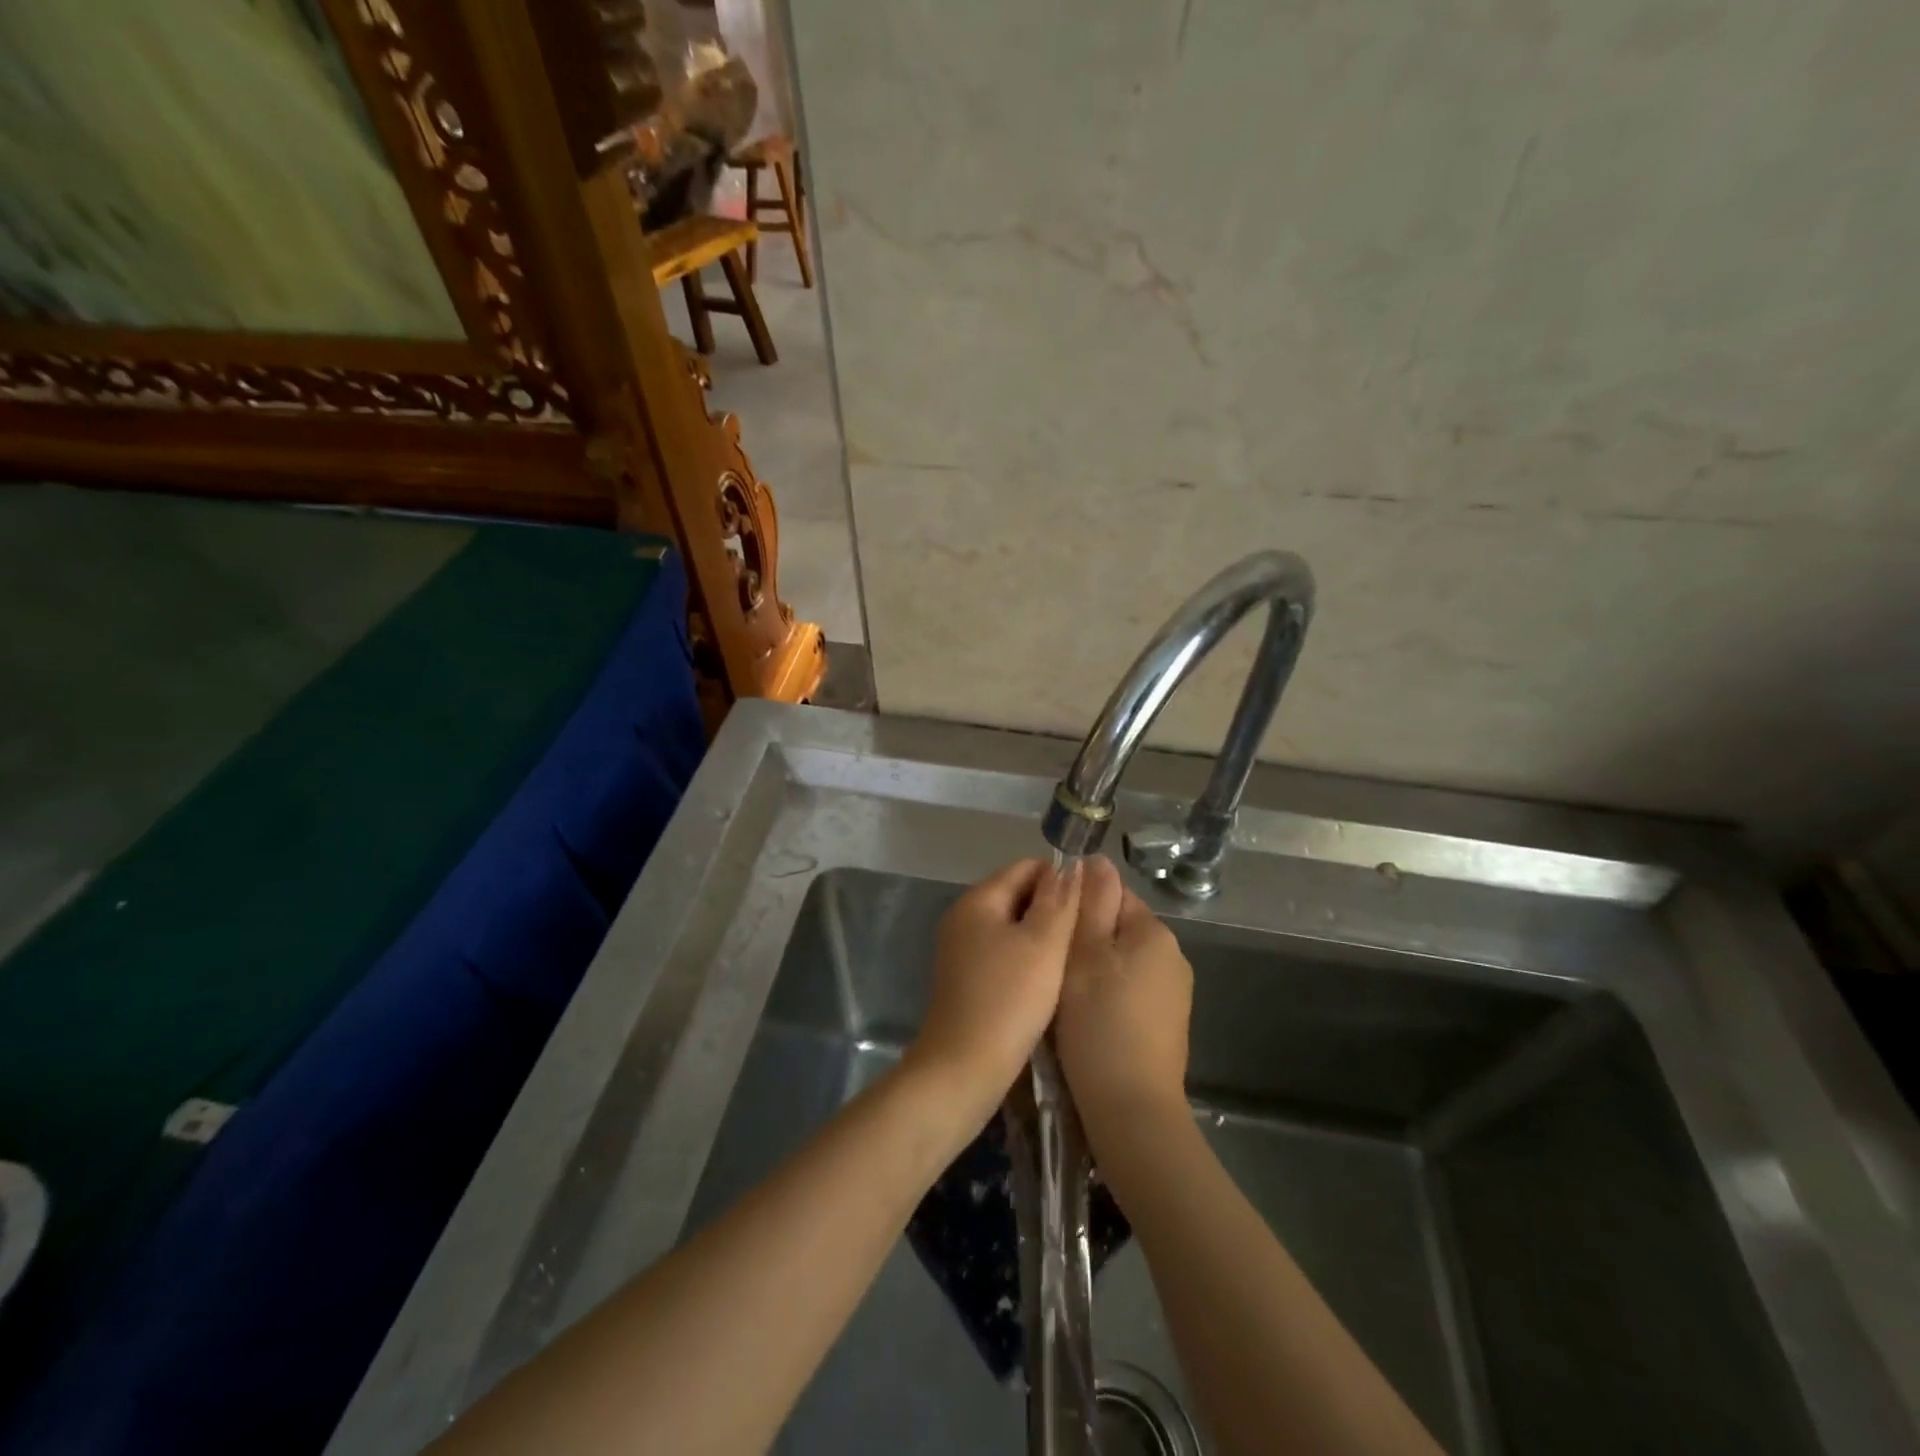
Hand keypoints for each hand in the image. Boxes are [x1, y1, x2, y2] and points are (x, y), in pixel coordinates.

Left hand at [905, 858, 1081, 1122]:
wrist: (963, 1068)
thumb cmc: (1009, 999)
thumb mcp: (1044, 943)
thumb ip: (1060, 899)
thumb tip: (1072, 864)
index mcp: (978, 899)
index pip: (1027, 867)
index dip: (1063, 880)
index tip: (1092, 906)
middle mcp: (964, 917)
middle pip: (1018, 894)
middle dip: (1054, 909)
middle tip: (1088, 935)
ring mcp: (961, 949)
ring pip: (1013, 927)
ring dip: (1043, 937)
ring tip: (1075, 958)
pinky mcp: (966, 979)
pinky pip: (1004, 954)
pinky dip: (1027, 959)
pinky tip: (1050, 981)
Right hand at [1056, 857, 1193, 1137]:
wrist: (1131, 1109)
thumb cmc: (1099, 1024)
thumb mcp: (1085, 955)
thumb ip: (1091, 903)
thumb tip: (1096, 860)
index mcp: (1154, 932)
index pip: (1111, 895)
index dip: (1076, 909)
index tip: (1049, 934)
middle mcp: (1172, 956)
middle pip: (1117, 929)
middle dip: (1084, 941)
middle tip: (1051, 968)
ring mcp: (1174, 993)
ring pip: (1121, 962)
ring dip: (1093, 970)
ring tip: (1064, 997)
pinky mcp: (1167, 1024)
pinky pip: (1130, 992)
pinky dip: (1107, 997)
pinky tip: (1088, 1021)